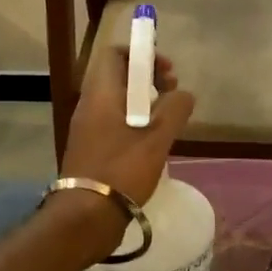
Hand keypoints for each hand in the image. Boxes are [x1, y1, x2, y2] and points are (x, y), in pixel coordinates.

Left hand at [59, 43, 196, 206]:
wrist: (87, 216)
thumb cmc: (122, 170)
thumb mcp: (157, 139)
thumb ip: (175, 110)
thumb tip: (184, 94)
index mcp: (101, 95)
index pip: (114, 54)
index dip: (141, 54)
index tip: (166, 70)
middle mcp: (89, 106)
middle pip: (117, 76)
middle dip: (148, 78)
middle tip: (172, 93)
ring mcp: (87, 129)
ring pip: (117, 101)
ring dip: (144, 102)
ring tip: (167, 119)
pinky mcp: (90, 149)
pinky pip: (113, 122)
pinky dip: (134, 121)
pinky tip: (152, 141)